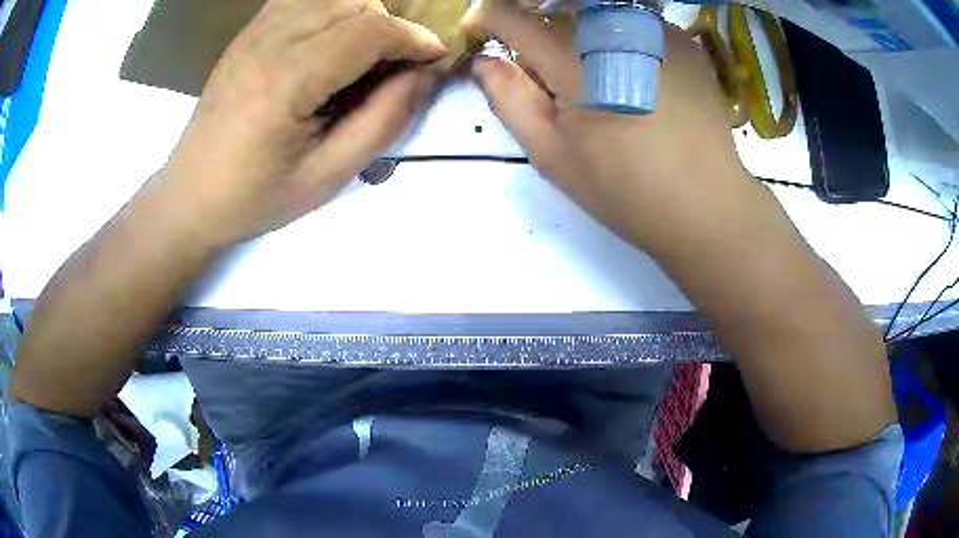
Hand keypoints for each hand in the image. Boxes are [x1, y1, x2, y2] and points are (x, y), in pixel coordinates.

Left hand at [157, 0, 447, 247]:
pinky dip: (331, 8)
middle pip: (355, 3)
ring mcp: (254, 32)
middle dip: (390, 28)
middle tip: (394, 66)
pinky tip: (331, 38)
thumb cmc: (254, 197)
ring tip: (363, 54)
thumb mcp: (326, 177)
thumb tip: (424, 76)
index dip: (414, 38)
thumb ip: (382, 121)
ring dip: (363, 16)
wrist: (190, 195)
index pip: (369, 30)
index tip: (434, 58)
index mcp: (286, 82)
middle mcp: (269, 42)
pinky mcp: (247, 33)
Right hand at [465, 0, 750, 253]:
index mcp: (574, 61)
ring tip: (593, 75)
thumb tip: (485, 60)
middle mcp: (614, 30)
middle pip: (555, 11)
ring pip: (594, 12)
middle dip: (536, 30)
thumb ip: (510, 100)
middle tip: (545, 71)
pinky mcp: (683, 40)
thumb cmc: (625, 190)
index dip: (488, 18)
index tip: (481, 30)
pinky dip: (618, 37)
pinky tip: (633, 74)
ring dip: (579, 32)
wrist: (706, 204)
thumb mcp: (553, 155)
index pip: (512, 17)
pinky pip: (634, 22)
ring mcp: (655, 30)